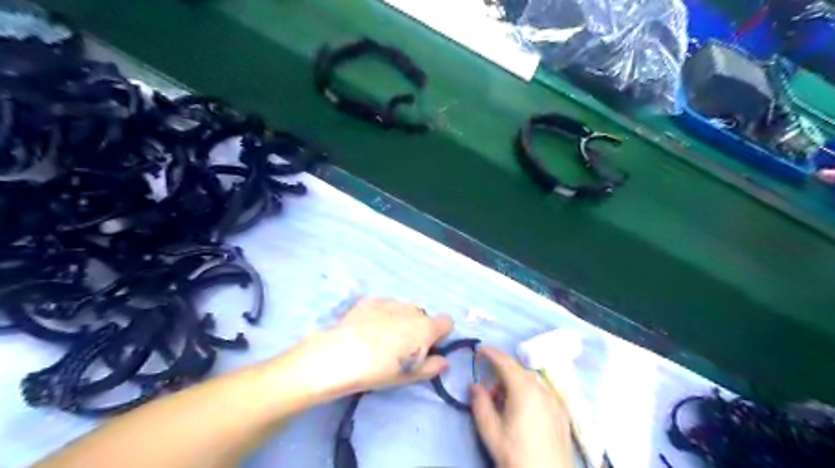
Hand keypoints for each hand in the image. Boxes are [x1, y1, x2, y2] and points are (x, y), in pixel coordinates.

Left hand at [291, 299, 452, 397]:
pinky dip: (380, 315)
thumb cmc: (381, 370)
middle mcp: (413, 309)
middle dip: (417, 328)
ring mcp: (391, 302)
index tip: (427, 348)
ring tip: (380, 337)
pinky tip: (366, 329)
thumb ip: (433, 366)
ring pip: (403, 309)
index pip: (447, 322)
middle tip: (401, 347)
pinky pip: (384, 305)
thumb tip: (444, 360)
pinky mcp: (371, 300)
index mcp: (427, 327)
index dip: (440, 335)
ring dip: (400, 320)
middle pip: (423, 316)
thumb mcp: (411, 376)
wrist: (342, 355)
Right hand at [468, 348, 574, 467]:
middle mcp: (542, 389)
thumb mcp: (490, 430)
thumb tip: (474, 385)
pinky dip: (529, 393)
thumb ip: (480, 403)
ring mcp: (555, 401)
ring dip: (516, 384)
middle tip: (489, 391)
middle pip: (519, 371)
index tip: (479, 350)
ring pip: (532, 382)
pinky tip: (523, 413)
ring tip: (504, 405)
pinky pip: (542, 393)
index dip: (491, 353)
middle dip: (502, 373)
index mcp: (524, 389)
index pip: (506, 362)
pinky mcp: (562, 414)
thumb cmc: (515, 454)